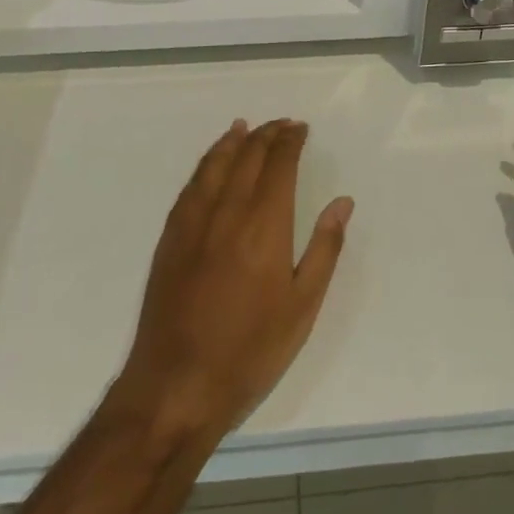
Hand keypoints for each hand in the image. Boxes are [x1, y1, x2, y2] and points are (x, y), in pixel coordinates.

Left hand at [115, 119, 353, 442]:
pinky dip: (206, 163)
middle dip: (266, 135)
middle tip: (282, 126)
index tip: (300, 129)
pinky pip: (191, 185)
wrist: (176, 387)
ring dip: (233, 141)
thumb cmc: (250, 351)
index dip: (290, 141)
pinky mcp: (170, 238)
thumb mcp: (302, 307)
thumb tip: (342, 202)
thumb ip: (324, 248)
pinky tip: (211, 163)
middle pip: (247, 156)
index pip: (279, 164)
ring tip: (246, 127)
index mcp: (264, 224)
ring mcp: (193, 222)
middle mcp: (227, 211)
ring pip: (215, 164)